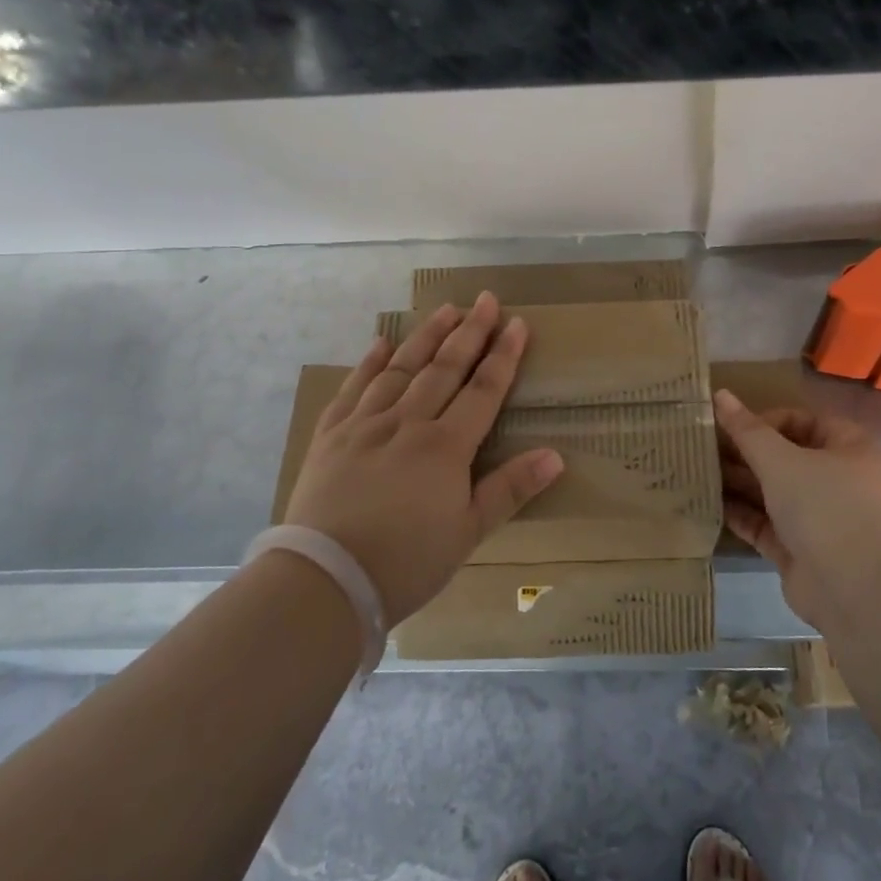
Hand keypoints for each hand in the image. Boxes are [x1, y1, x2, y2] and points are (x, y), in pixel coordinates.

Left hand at [284, 294, 563, 623]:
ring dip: (426, 336)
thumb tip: (556, 456)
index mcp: (445, 446)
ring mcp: (365, 424)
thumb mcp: (468, 532)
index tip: (517, 323)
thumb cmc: (406, 562)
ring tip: (445, 309)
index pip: (483, 390)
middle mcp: (407, 422)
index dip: (503, 356)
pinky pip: (353, 388)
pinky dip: (369, 363)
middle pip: (444, 368)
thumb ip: (510, 489)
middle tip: (486, 299)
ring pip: (401, 368)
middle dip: (469, 332)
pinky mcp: (332, 435)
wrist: (325, 580)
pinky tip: (380, 342)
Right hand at [713, 389, 880, 631]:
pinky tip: (709, 505)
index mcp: (851, 449)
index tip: (730, 427)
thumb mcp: (782, 460)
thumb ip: (748, 431)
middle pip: (787, 458)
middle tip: (704, 449)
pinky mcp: (803, 554)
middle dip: (747, 454)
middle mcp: (840, 482)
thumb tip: (720, 394)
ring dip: (740, 484)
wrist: (863, 593)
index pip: (805, 422)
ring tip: (698, 473)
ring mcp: (822, 520)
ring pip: (775, 494)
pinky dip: (742, 516)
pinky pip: (767, 527)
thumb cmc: (829, 507)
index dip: (767, 421)